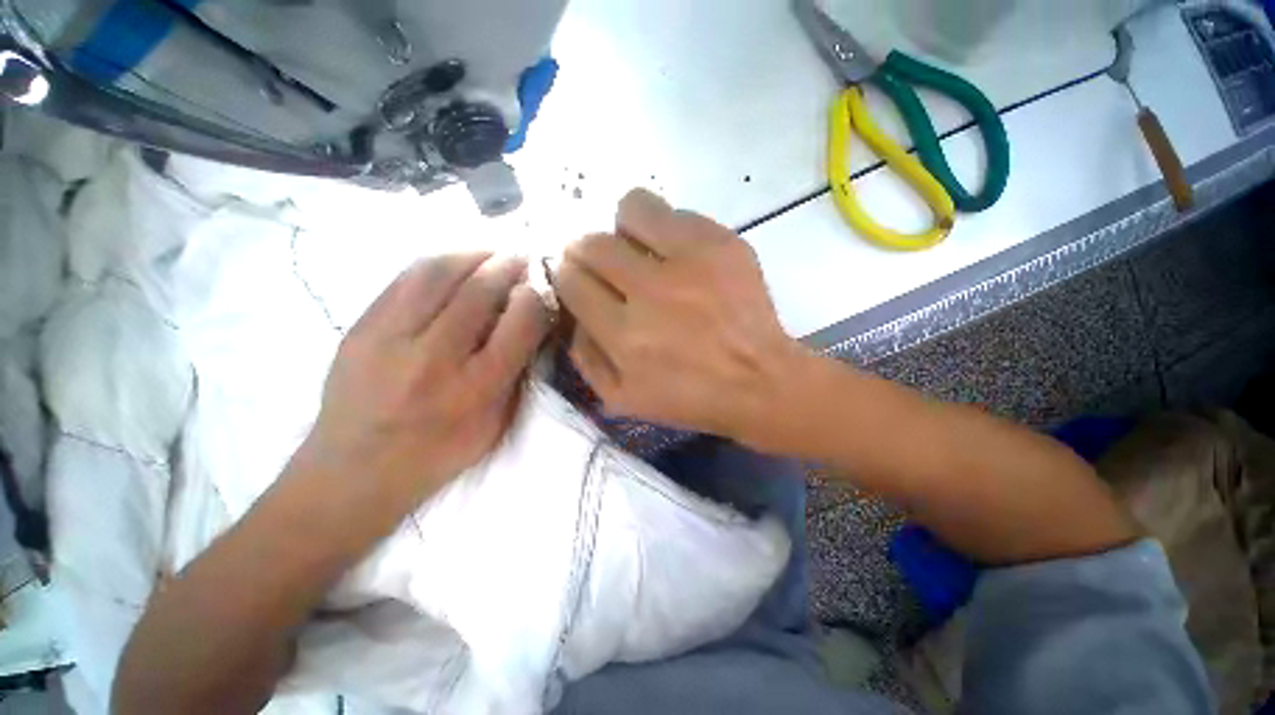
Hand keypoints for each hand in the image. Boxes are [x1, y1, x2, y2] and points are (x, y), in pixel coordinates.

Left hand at [294, 253, 550, 520]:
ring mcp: (390, 338)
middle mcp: (436, 357)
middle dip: (510, 265)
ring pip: (439, 272)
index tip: (543, 287)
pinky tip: (454, 264)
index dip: (537, 296)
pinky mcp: (360, 327)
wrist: (353, 472)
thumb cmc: (438, 454)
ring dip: (474, 254)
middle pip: (481, 289)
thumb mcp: (495, 424)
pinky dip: (438, 263)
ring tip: (491, 254)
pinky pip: (405, 278)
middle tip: (524, 257)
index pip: (520, 322)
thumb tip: (530, 325)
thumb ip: (517, 373)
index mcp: (477, 388)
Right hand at [556, 189, 805, 442]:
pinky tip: (678, 255)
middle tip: (603, 265)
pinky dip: (667, 229)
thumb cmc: (690, 397)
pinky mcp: (723, 244)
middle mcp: (651, 292)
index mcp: (624, 335)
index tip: (578, 279)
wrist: (759, 383)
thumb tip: (572, 312)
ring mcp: (691, 262)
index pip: (571, 280)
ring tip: (638, 248)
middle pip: (593, 243)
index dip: (568, 276)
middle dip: (586, 252)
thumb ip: (585, 356)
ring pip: (632, 209)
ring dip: (625, 228)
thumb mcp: (622, 398)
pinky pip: (677, 213)